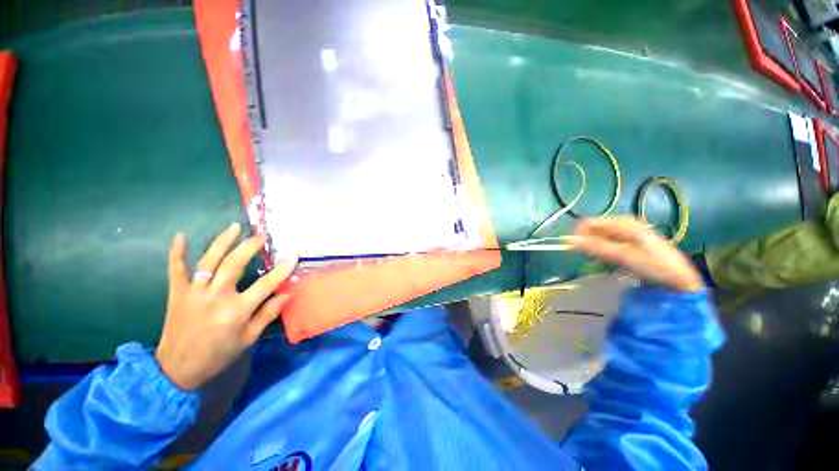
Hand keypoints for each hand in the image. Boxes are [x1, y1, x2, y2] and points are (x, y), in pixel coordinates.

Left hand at [155, 223, 296, 389]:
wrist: (176, 369)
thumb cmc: (217, 355)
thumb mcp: (248, 339)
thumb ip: (267, 314)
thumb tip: (287, 294)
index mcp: (236, 311)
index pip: (265, 284)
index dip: (282, 269)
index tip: (293, 256)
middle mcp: (215, 297)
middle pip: (234, 264)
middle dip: (250, 246)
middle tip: (262, 236)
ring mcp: (193, 293)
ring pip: (208, 261)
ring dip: (222, 242)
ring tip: (234, 227)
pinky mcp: (176, 293)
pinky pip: (175, 269)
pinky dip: (176, 252)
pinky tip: (181, 236)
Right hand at [568, 216, 702, 292]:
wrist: (679, 278)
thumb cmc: (653, 264)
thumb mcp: (623, 256)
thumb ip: (596, 247)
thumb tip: (569, 240)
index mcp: (623, 223)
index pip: (590, 223)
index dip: (579, 235)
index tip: (573, 249)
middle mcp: (624, 224)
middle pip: (595, 230)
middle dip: (588, 243)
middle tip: (589, 258)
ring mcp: (627, 233)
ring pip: (601, 238)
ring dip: (596, 249)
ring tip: (599, 262)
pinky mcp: (630, 242)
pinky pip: (609, 243)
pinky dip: (604, 252)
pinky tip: (608, 261)